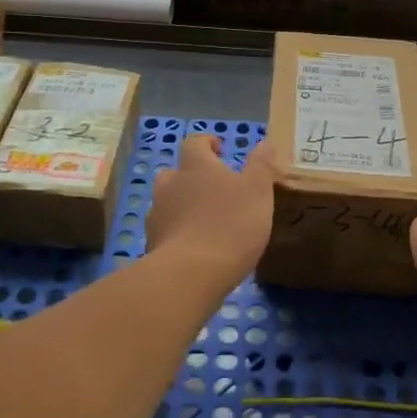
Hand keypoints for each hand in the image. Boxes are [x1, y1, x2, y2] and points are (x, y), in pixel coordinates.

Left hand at [147, 135, 275, 282]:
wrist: (189, 274)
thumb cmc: (230, 224)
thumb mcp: (258, 191)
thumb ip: (261, 165)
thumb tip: (264, 143)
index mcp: (195, 165)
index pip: (195, 143)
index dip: (207, 143)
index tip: (220, 150)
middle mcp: (170, 184)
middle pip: (176, 172)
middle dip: (192, 177)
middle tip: (214, 189)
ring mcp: (157, 214)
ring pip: (167, 202)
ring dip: (182, 206)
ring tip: (205, 221)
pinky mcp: (152, 244)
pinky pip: (165, 231)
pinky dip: (178, 233)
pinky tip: (194, 248)